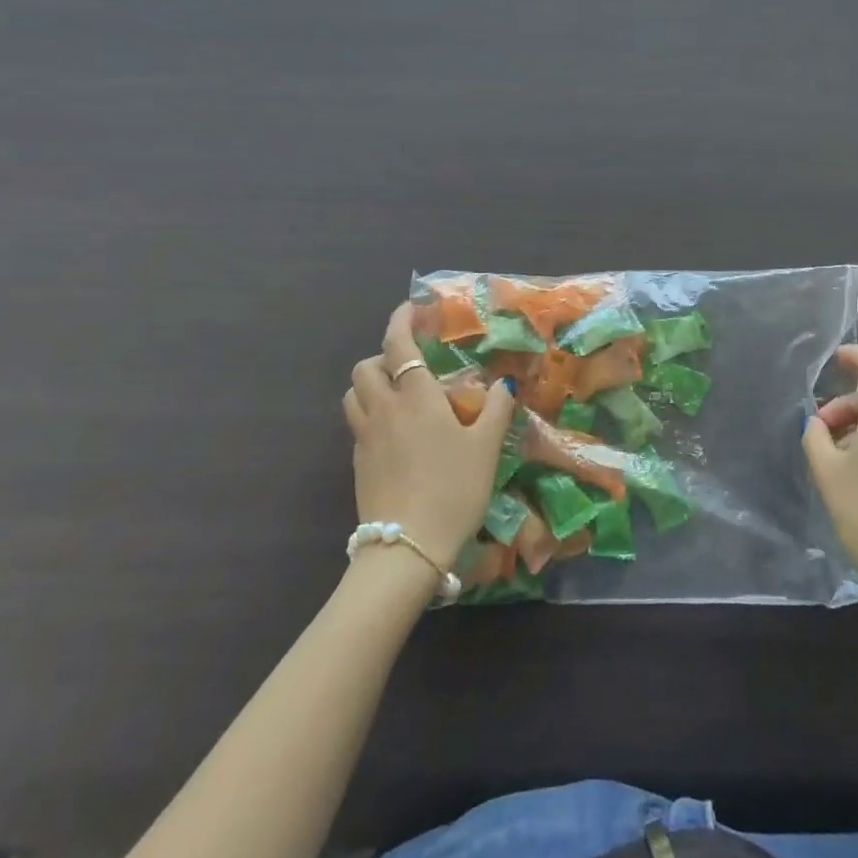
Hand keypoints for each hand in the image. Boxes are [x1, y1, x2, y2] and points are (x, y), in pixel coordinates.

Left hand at [344, 304, 516, 566]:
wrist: (406, 548)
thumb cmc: (453, 489)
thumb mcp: (486, 448)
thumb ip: (496, 410)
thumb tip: (503, 383)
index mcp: (416, 397)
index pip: (398, 344)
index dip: (400, 320)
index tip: (411, 309)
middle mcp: (384, 409)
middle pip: (365, 367)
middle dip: (382, 355)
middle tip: (409, 364)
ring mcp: (365, 438)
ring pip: (354, 395)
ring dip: (370, 384)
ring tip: (397, 395)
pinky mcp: (357, 464)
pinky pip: (358, 425)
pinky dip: (371, 415)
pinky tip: (396, 436)